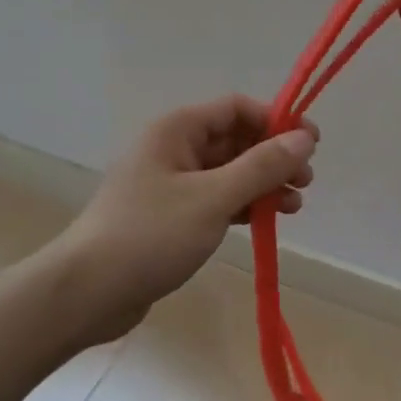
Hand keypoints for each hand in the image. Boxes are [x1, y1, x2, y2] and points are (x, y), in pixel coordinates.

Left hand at [47, 97, 317, 345]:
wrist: (89, 291)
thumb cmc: (150, 235)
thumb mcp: (213, 198)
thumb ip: (262, 167)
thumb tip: (305, 137)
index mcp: (177, 130)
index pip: (237, 109)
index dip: (276, 122)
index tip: (311, 145)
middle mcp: (173, 149)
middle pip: (234, 140)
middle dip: (273, 157)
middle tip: (306, 182)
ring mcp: (170, 184)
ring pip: (228, 172)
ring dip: (262, 184)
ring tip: (294, 206)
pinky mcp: (170, 217)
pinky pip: (215, 199)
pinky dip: (242, 206)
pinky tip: (265, 221)